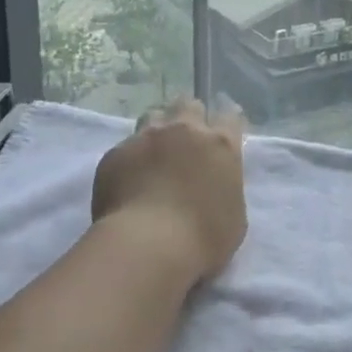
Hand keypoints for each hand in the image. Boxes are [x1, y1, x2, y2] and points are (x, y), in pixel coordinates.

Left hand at [92, 99, 247, 283]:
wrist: (148, 247)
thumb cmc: (203, 239)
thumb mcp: (234, 215)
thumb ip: (226, 186)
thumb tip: (214, 182)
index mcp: (221, 145)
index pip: (230, 115)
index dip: (226, 122)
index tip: (221, 131)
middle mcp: (185, 130)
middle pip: (188, 104)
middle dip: (188, 117)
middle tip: (185, 141)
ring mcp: (147, 137)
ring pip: (154, 116)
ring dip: (158, 131)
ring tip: (154, 155)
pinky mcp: (116, 152)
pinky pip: (126, 147)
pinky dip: (130, 159)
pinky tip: (128, 181)